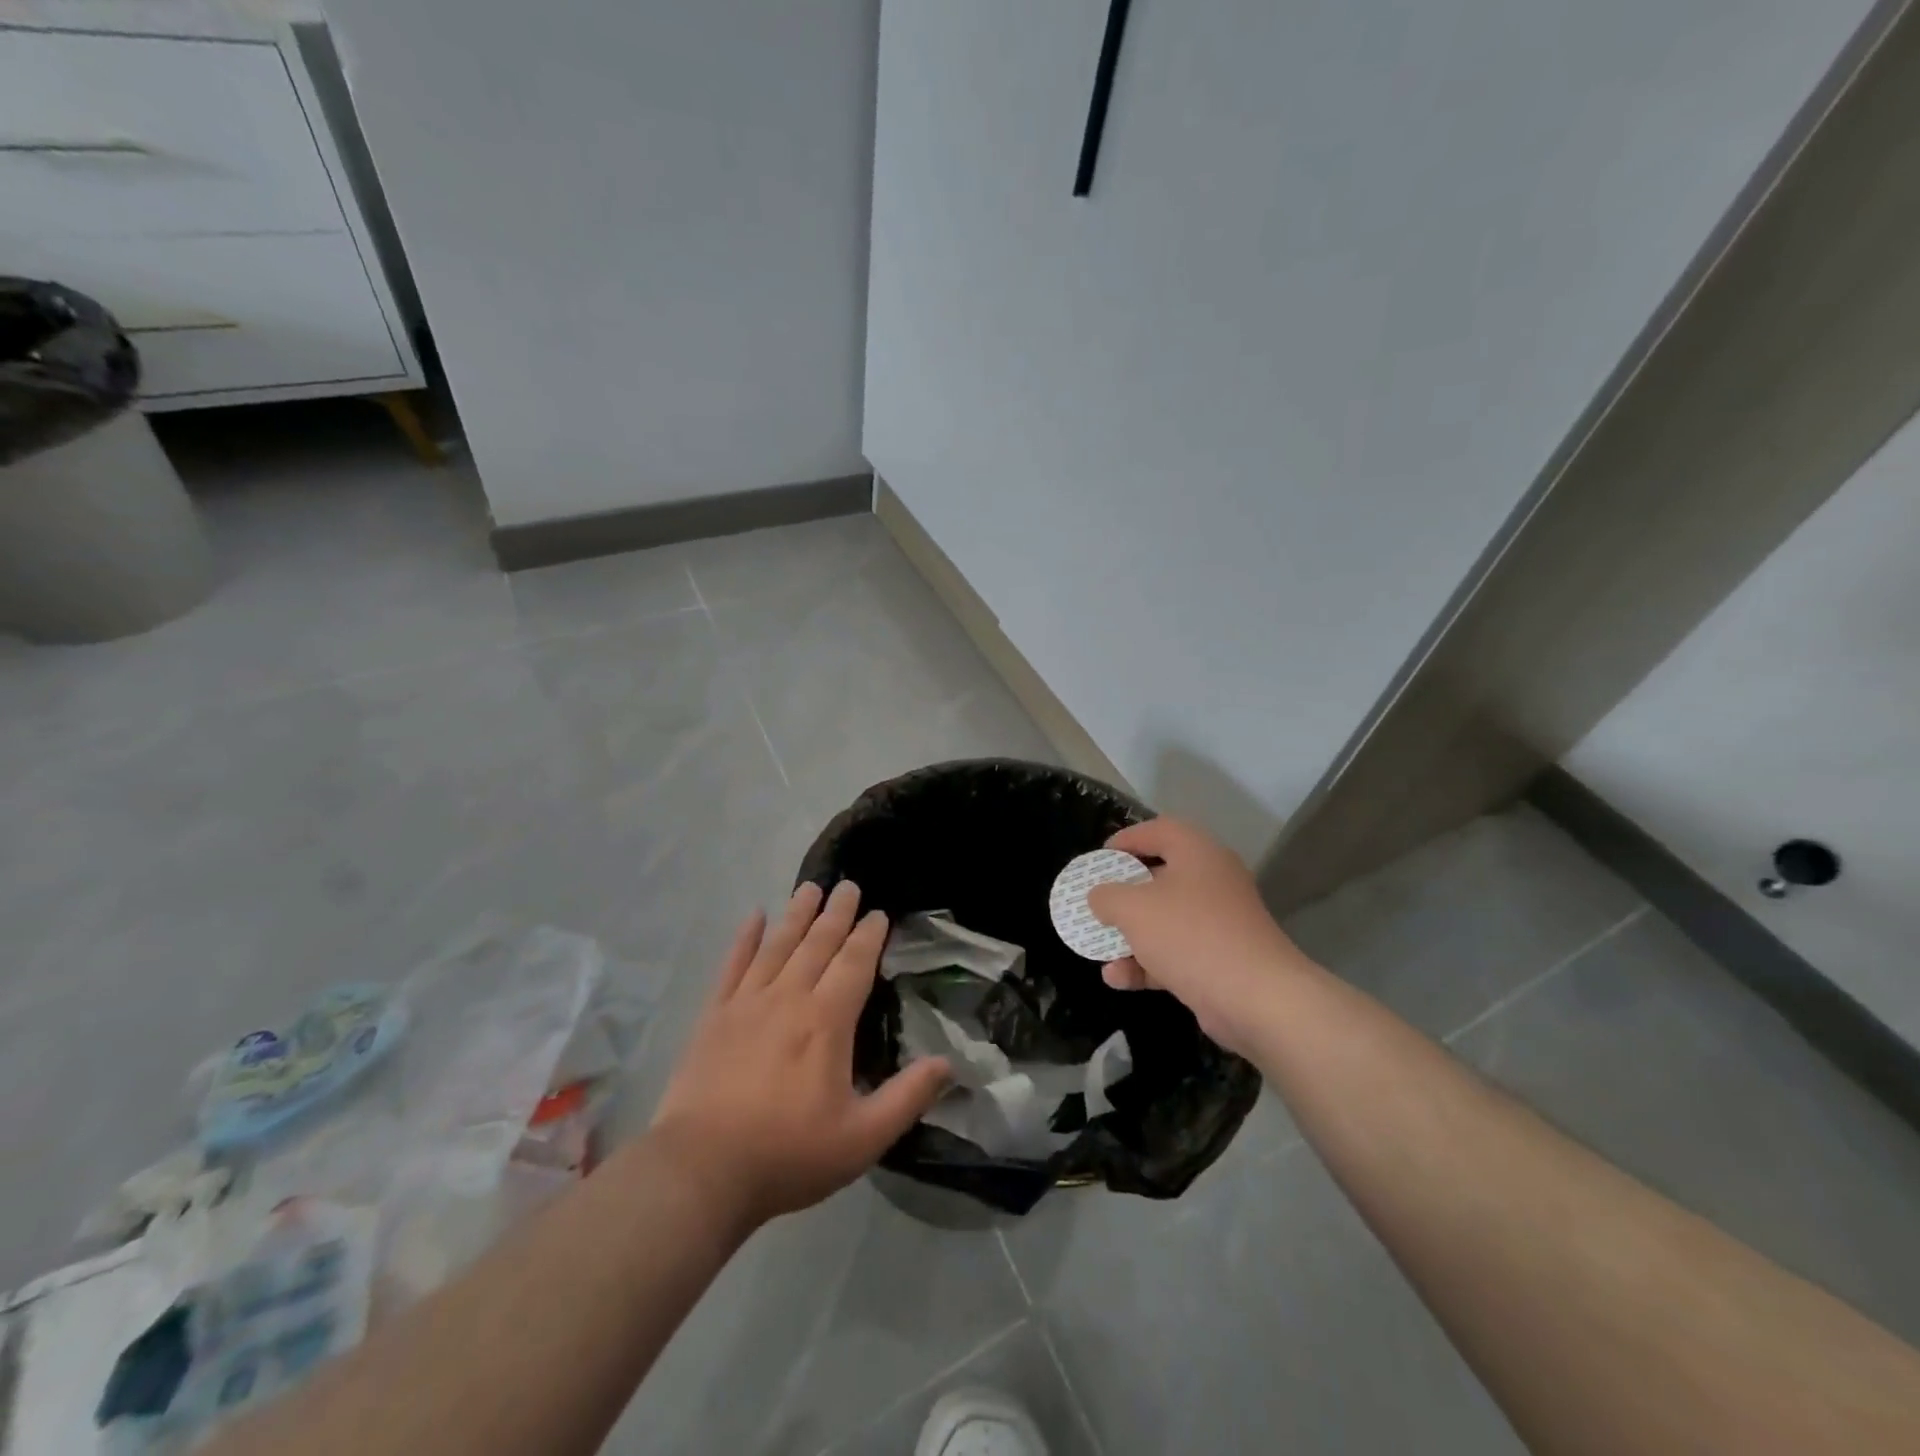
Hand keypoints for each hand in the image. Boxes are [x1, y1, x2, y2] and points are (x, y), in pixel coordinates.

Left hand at [649, 880, 949, 1231]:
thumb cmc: (788, 1154)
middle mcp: (789, 998)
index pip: (854, 964)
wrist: (701, 1171)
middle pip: (817, 944)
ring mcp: (747, 1003)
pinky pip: (732, 966)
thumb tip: (948, 1064)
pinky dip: (745, 939)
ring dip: (796, 914)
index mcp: (827, 1021)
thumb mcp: (862, 1138)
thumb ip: (907, 1098)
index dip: (869, 936)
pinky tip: (754, 917)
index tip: (877, 913)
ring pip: (778, 945)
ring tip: (809, 888)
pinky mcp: (714, 1016)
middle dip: (836, 913)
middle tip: (847, 885)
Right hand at [1086, 817, 1309, 1055]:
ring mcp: (1218, 922)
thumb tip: (1099, 896)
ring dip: (1129, 934)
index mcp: (1197, 853)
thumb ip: (1107, 896)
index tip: (1098, 858)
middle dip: (1123, 893)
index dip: (1125, 840)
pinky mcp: (1220, 958)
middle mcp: (1212, 880)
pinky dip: (1146, 962)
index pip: (1158, 830)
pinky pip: (1175, 951)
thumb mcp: (1134, 909)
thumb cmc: (1190, 935)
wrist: (1256, 998)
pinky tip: (1117, 978)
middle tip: (1097, 901)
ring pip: (1165, 919)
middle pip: (1159, 876)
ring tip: (1097, 947)